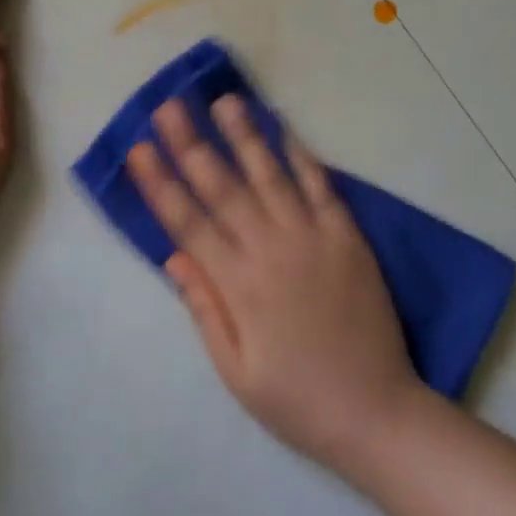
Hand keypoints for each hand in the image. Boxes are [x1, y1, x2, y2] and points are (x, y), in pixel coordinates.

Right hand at [126, 95, 419, 468]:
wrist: (377, 414)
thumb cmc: (298, 400)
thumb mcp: (237, 373)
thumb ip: (205, 311)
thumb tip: (174, 257)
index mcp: (239, 285)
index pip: (188, 223)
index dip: (160, 184)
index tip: (138, 149)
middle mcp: (271, 250)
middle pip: (223, 188)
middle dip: (191, 144)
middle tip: (169, 106)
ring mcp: (312, 238)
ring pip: (270, 175)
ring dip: (244, 136)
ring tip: (224, 100)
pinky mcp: (347, 237)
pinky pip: (321, 187)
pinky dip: (302, 156)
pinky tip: (284, 130)